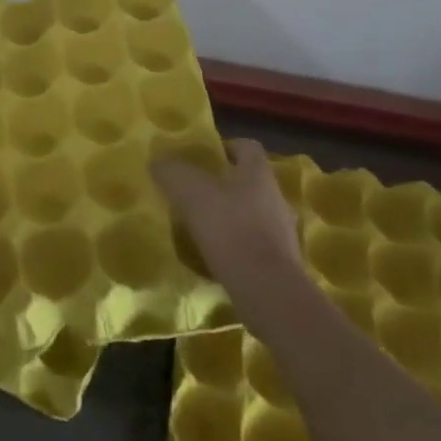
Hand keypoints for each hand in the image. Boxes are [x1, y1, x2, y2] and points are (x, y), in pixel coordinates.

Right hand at [152, 137, 303, 290]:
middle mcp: (276, 198)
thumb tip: (158, 162)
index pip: (247, 147)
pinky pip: (255, 244)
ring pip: (253, 214)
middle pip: (250, 181)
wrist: (269, 293)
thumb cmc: (231, 229)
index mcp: (258, 174)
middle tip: (195, 191)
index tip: (202, 157)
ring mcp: (283, 233)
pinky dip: (237, 245)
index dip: (225, 147)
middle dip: (224, 184)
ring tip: (202, 225)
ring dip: (231, 216)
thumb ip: (172, 172)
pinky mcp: (281, 264)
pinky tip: (215, 254)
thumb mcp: (191, 192)